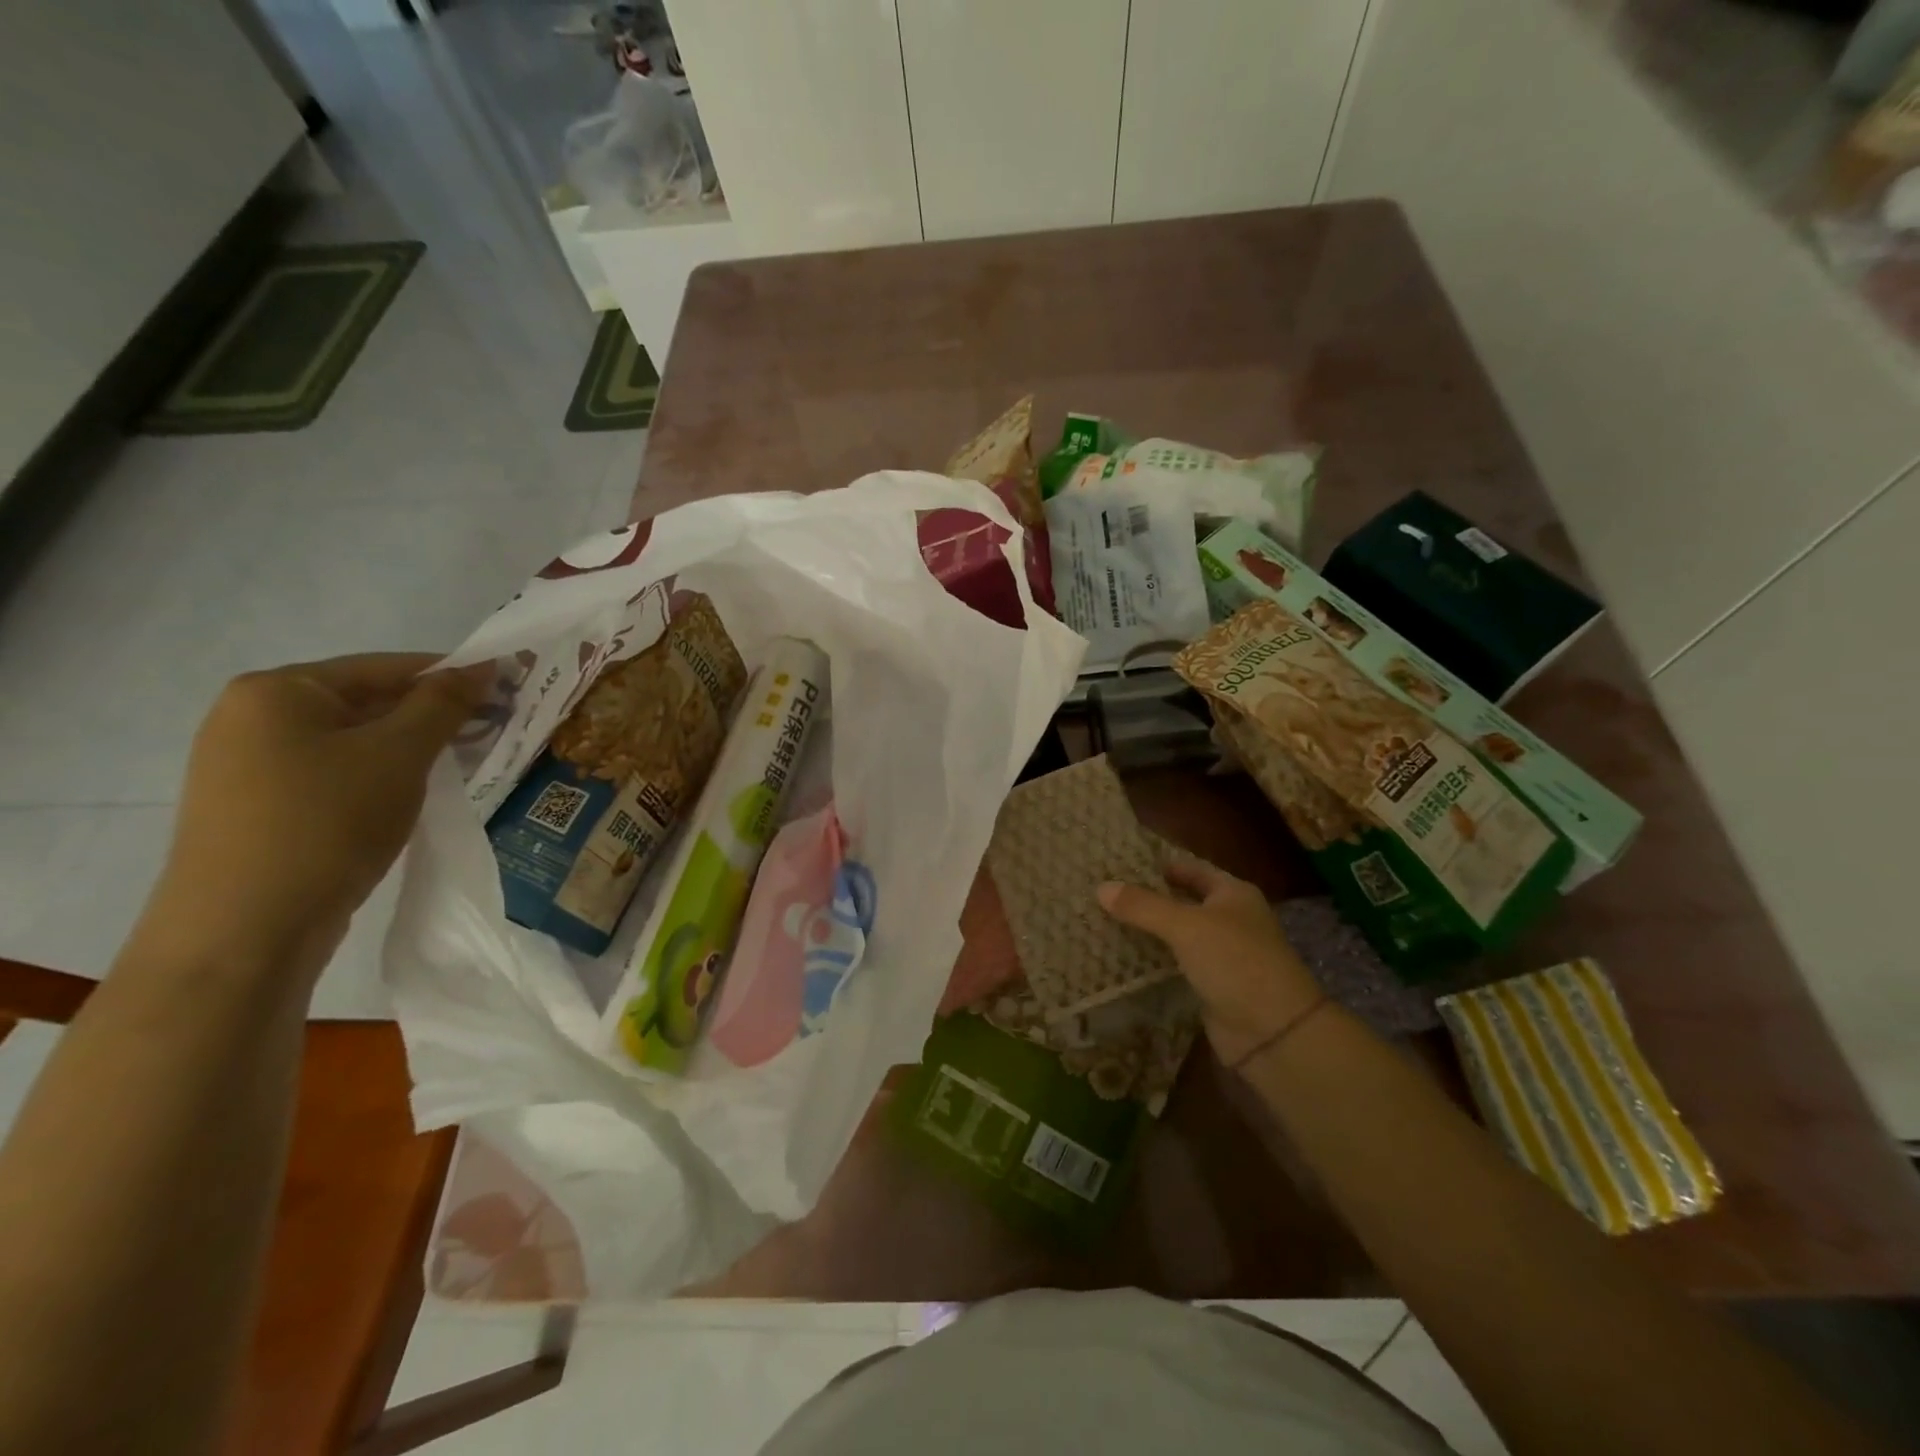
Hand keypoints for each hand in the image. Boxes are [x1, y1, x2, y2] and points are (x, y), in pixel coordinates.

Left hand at [154, 653, 489, 976]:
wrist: (244, 931)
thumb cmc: (326, 823)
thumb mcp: (399, 755)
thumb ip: (443, 704)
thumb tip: (482, 667)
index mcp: (277, 691)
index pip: (385, 666)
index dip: (452, 675)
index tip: (508, 688)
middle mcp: (251, 718)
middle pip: (367, 702)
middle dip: (433, 715)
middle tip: (495, 728)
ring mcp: (248, 766)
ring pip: (354, 742)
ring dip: (411, 748)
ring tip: (466, 762)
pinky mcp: (259, 808)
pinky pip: (336, 774)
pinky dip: (381, 776)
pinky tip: (416, 794)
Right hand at [1099, 855, 1320, 1065]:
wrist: (1274, 1033)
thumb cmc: (1235, 962)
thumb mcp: (1186, 926)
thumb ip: (1143, 906)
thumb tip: (1101, 887)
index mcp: (1233, 894)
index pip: (1191, 869)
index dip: (1159, 865)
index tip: (1120, 862)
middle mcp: (1230, 920)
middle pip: (1183, 902)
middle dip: (1148, 899)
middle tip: (1104, 892)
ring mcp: (1222, 956)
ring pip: (1177, 935)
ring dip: (1147, 931)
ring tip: (1104, 920)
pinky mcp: (1211, 986)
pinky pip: (1176, 965)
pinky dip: (1153, 961)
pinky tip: (1121, 958)